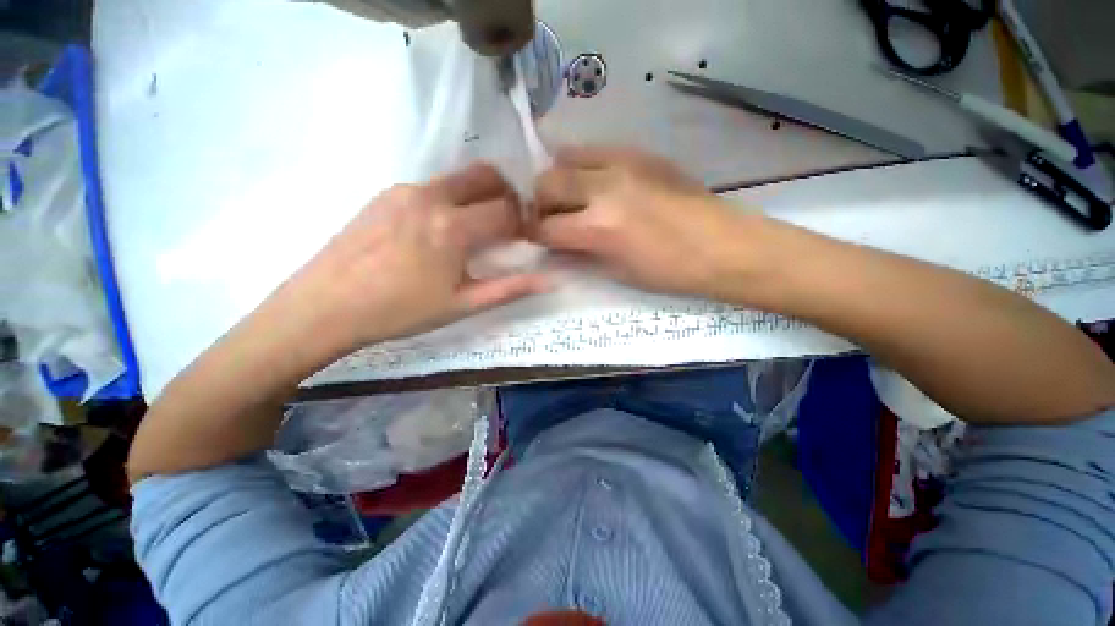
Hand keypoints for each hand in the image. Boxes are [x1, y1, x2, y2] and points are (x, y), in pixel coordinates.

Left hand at [268, 163, 547, 359]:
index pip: (507, 210)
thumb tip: (550, 282)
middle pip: (486, 175)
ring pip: (459, 178)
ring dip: (479, 195)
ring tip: (477, 228)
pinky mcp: (386, 193)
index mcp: (454, 227)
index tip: (526, 236)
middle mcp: (432, 196)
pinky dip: (451, 199)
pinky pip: (432, 186)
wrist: (325, 306)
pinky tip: (441, 229)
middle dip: (507, 193)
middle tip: (510, 221)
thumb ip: (510, 289)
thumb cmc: (400, 311)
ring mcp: (405, 190)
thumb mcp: (463, 305)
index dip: (524, 221)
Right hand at [532, 146, 771, 302]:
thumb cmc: (671, 273)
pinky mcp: (641, 152)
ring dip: (558, 178)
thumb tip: (557, 244)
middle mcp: (605, 187)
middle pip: (547, 182)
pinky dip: (583, 165)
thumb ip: (581, 253)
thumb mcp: (618, 272)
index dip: (534, 234)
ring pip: (566, 157)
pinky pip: (596, 149)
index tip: (535, 238)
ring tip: (569, 195)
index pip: (545, 226)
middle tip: (549, 216)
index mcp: (600, 228)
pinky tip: (594, 182)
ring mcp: (624, 163)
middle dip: (539, 202)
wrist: (725, 247)